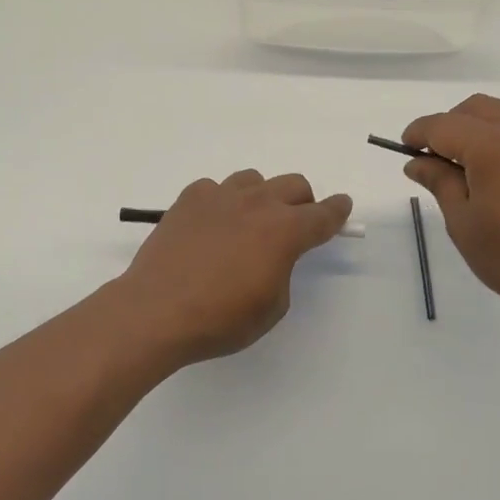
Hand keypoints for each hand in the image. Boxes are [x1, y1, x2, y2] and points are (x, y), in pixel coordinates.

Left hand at [115, 171, 353, 368]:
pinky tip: (210, 227)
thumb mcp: (271, 307)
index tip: (343, 206)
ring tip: (249, 224)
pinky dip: (221, 203)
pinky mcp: (189, 199)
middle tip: (295, 225)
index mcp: (285, 230)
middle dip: (302, 202)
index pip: (323, 214)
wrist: (156, 310)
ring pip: (254, 180)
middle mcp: (257, 203)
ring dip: (261, 197)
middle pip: (293, 185)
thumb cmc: (220, 319)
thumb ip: (282, 271)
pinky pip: (215, 189)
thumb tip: (271, 256)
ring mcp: (220, 195)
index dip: (337, 211)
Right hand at [402, 95, 499, 329]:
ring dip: (485, 121)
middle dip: (450, 126)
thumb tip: (417, 162)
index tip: (407, 149)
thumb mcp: (464, 224)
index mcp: (490, 146)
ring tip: (478, 155)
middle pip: (476, 108)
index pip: (442, 125)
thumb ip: (440, 182)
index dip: (418, 134)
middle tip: (438, 159)